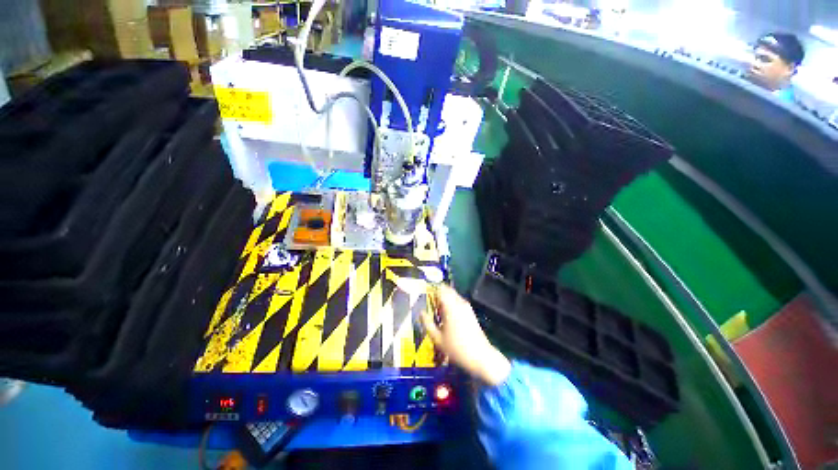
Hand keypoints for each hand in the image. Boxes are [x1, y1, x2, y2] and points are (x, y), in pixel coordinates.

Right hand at [421, 285, 510, 385]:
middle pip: (447, 290)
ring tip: (438, 313)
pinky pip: (458, 301)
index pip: (440, 289)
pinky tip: (448, 317)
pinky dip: (452, 304)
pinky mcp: (471, 312)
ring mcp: (467, 306)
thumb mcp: (437, 338)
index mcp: (450, 306)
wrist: (480, 356)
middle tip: (431, 306)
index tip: (425, 297)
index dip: (431, 291)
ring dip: (445, 299)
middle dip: (438, 294)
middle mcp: (459, 302)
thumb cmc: (456, 348)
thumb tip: (421, 312)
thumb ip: (427, 323)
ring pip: (453, 295)